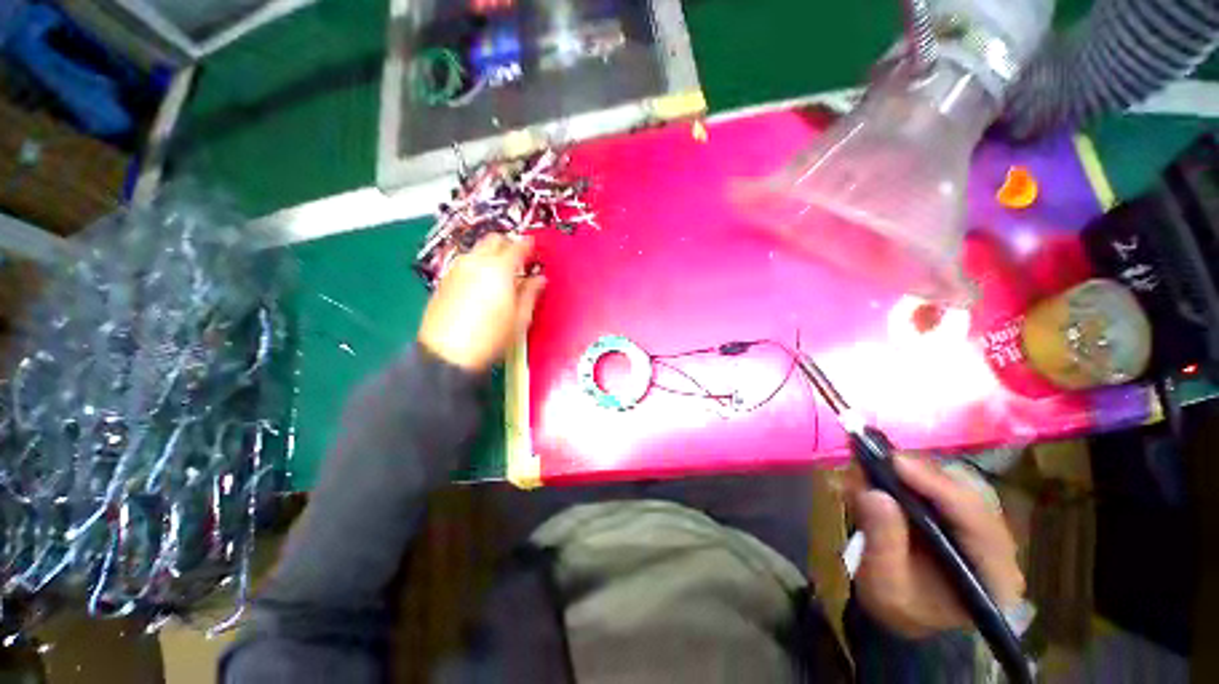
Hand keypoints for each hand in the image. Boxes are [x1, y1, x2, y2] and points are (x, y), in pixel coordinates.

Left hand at [418, 234, 545, 371]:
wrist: (447, 355)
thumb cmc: (491, 338)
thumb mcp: (519, 318)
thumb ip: (531, 293)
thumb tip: (540, 279)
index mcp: (498, 269)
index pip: (517, 246)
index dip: (528, 245)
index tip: (535, 247)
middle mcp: (476, 262)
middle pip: (493, 240)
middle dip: (508, 245)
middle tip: (519, 259)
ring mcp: (457, 269)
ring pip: (477, 250)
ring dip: (491, 254)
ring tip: (501, 273)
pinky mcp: (444, 280)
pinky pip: (466, 263)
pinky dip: (478, 265)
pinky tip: (482, 283)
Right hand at [848, 456, 1024, 638]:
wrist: (903, 614)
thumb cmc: (897, 607)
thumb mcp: (884, 585)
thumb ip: (882, 542)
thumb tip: (873, 492)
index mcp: (994, 576)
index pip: (976, 520)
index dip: (938, 486)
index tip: (895, 462)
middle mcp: (996, 545)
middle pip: (966, 494)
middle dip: (918, 473)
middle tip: (873, 458)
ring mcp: (979, 526)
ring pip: (952, 483)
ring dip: (908, 471)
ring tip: (868, 466)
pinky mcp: (958, 514)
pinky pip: (937, 484)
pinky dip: (904, 475)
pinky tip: (877, 474)